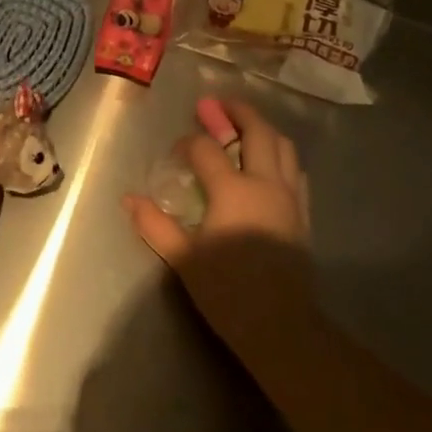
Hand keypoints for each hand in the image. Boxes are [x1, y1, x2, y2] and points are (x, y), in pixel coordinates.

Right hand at [123, 98, 315, 355]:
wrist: (281, 327)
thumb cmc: (227, 291)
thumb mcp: (183, 258)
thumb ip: (155, 224)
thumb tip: (128, 199)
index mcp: (233, 190)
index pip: (208, 149)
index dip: (190, 142)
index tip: (178, 149)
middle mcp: (266, 183)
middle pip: (257, 131)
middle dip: (237, 112)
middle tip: (218, 105)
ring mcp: (290, 197)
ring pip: (283, 146)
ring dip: (263, 129)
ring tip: (245, 127)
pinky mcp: (303, 213)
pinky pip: (295, 170)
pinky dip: (280, 155)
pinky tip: (269, 164)